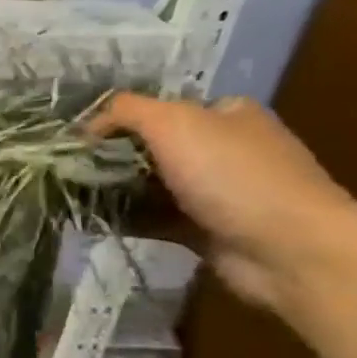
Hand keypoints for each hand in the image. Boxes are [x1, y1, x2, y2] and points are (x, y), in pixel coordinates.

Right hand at [92, 93, 356, 313]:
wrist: (286, 248)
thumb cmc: (232, 175)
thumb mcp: (174, 123)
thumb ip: (126, 112)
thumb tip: (86, 124)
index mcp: (226, 114)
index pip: (162, 109)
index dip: (120, 121)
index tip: (81, 140)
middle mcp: (224, 149)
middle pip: (152, 148)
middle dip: (111, 158)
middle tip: (70, 171)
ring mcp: (215, 193)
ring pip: (150, 187)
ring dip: (114, 192)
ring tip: (70, 197)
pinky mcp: (204, 231)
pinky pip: (155, 220)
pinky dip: (126, 220)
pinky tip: (92, 223)